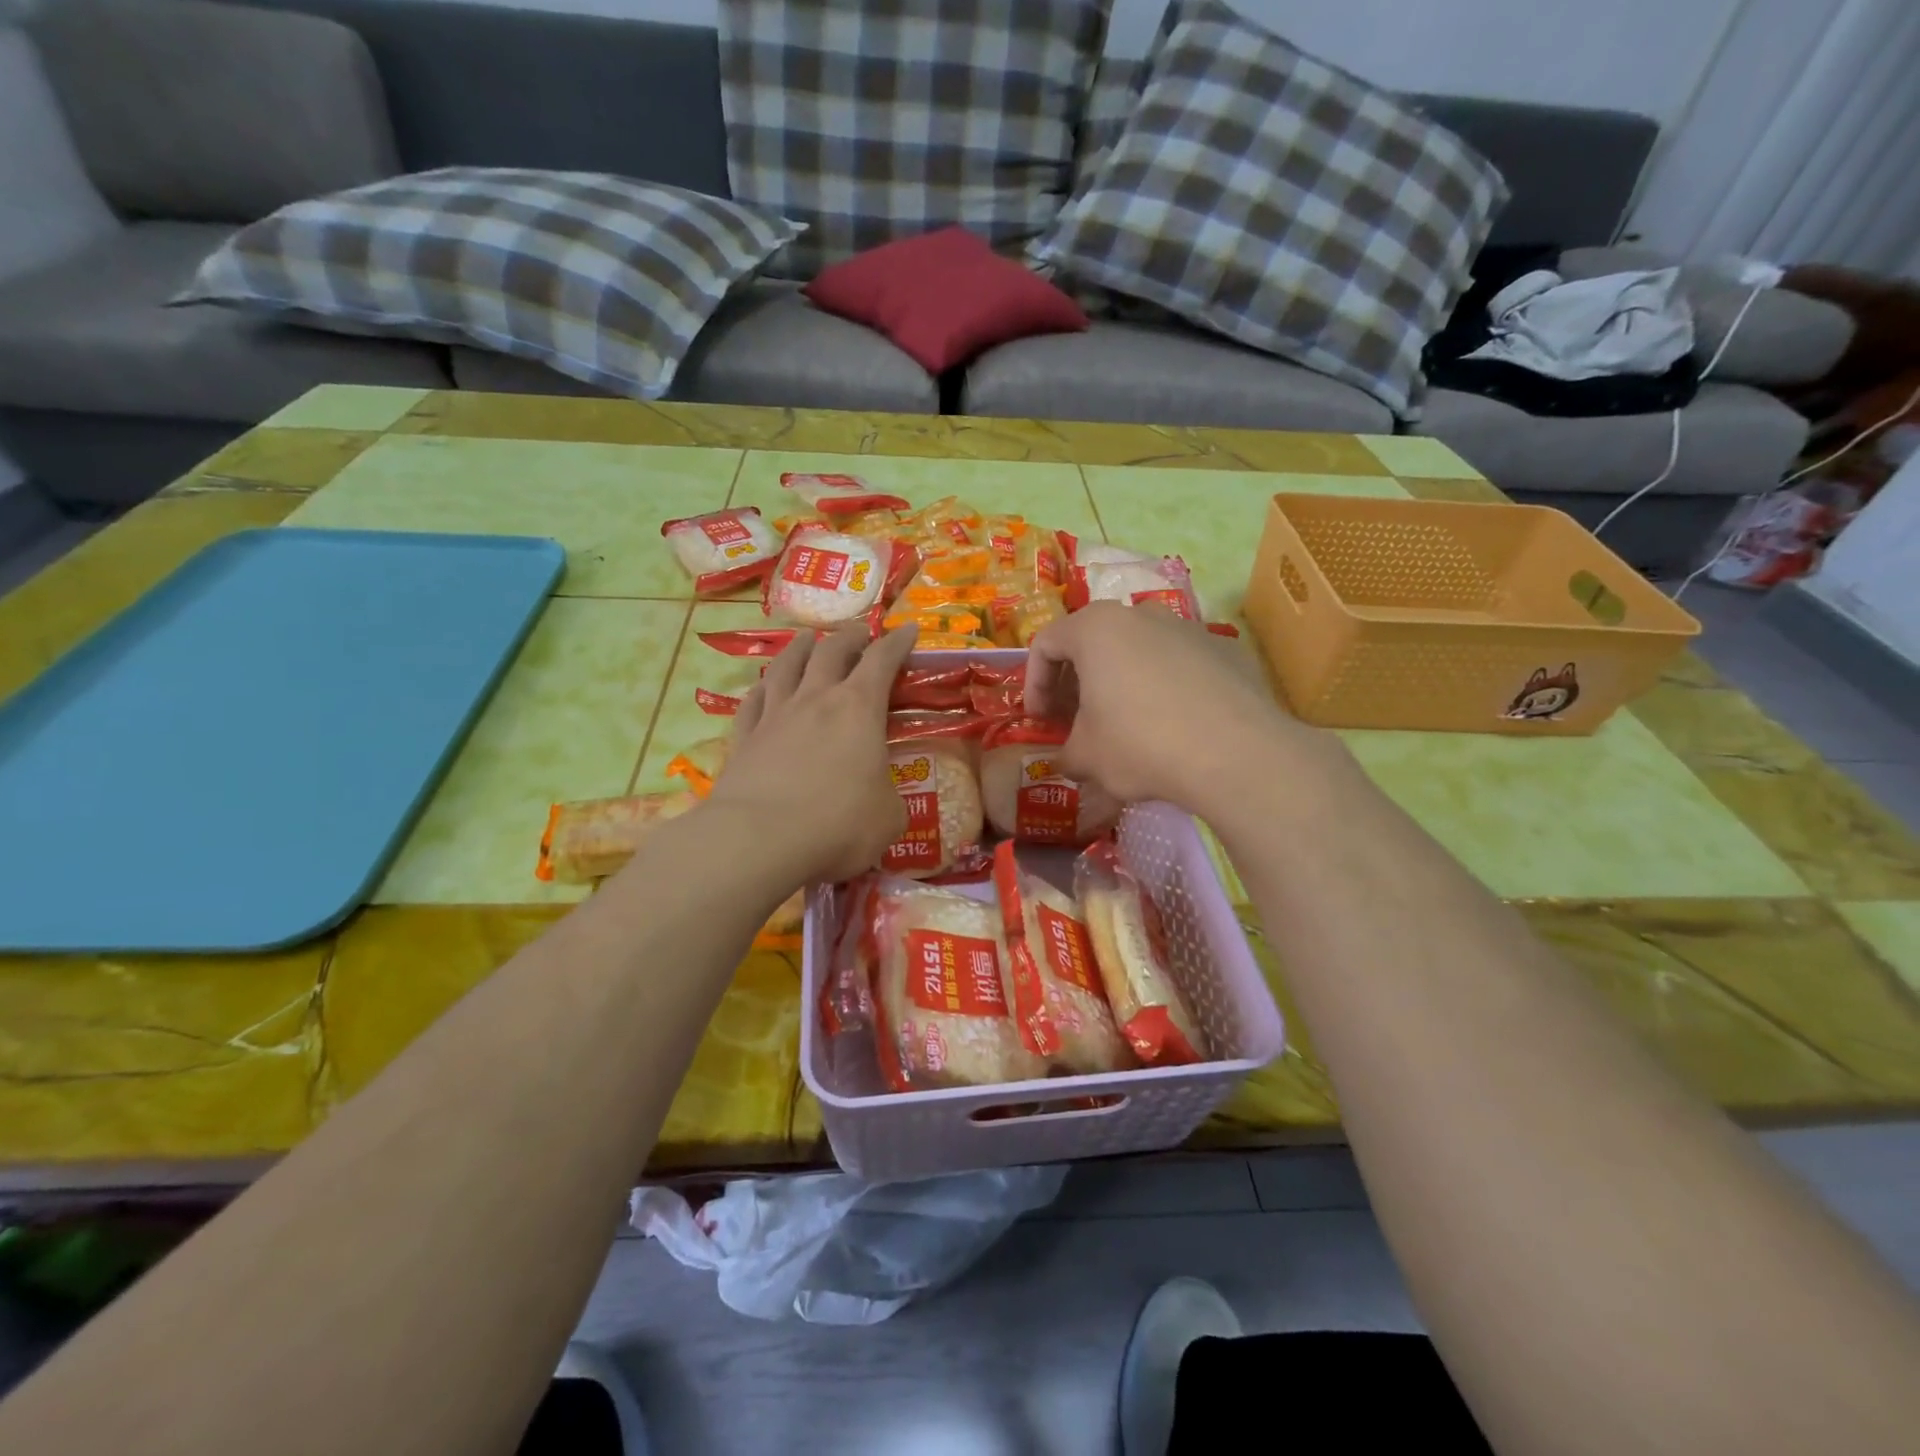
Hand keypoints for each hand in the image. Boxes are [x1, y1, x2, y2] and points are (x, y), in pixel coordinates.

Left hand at [702, 625, 917, 885]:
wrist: (760, 839)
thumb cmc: (839, 824)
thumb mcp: (888, 817)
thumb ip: (888, 797)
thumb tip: (881, 798)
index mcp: (859, 708)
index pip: (882, 660)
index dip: (898, 642)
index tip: (909, 629)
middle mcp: (815, 699)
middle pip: (831, 651)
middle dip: (850, 637)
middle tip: (861, 632)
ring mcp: (775, 715)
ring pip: (786, 666)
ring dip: (801, 647)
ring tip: (807, 638)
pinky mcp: (743, 738)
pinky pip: (753, 701)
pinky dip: (763, 688)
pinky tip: (763, 687)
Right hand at [1025, 603, 1327, 815]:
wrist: (1237, 753)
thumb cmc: (1141, 744)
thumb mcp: (1086, 758)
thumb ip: (1067, 753)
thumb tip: (1071, 760)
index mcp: (1096, 628)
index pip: (1046, 644)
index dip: (1033, 684)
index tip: (1039, 720)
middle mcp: (1140, 615)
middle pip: (1093, 642)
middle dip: (1077, 683)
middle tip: (1075, 720)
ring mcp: (1188, 628)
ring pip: (1137, 651)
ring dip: (1120, 684)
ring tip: (1124, 726)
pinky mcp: (1224, 651)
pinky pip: (1178, 666)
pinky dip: (1163, 689)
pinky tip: (1173, 728)